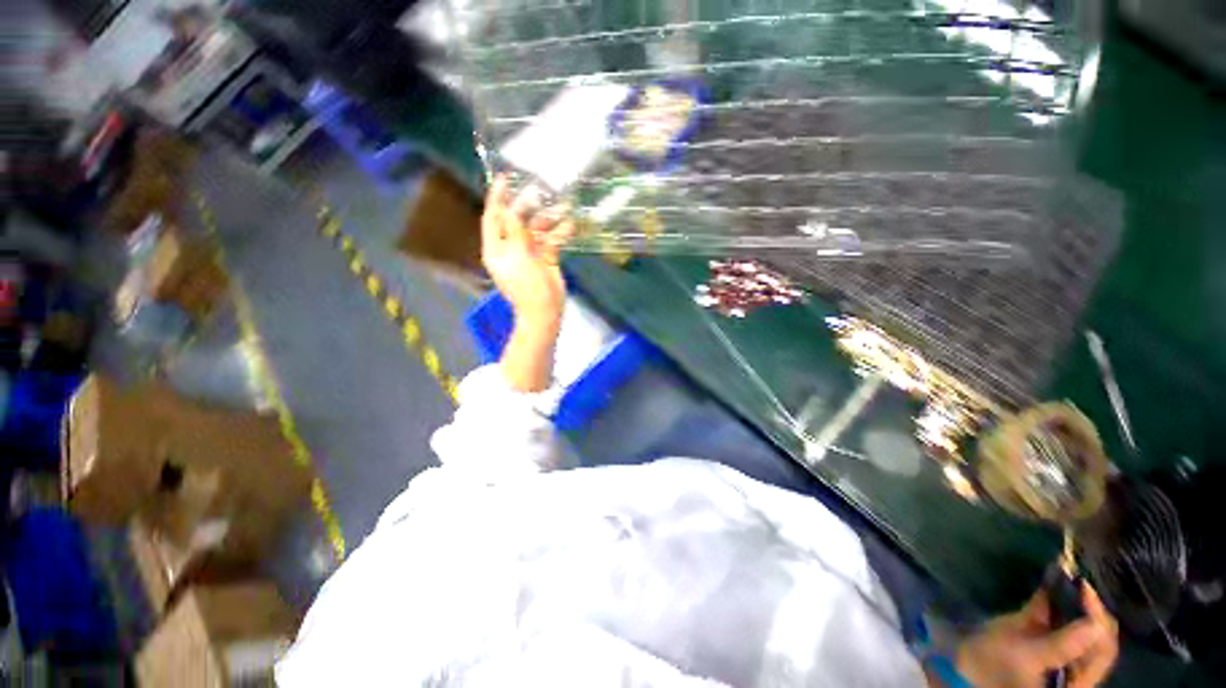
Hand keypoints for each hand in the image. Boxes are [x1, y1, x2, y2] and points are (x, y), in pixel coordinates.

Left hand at [481, 175, 574, 326]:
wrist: (545, 311)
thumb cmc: (527, 285)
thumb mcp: (518, 256)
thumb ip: (515, 230)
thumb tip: (512, 208)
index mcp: (497, 247)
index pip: (493, 217)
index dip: (497, 197)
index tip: (505, 178)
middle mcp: (511, 247)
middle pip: (517, 220)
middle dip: (529, 205)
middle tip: (542, 190)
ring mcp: (530, 252)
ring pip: (538, 229)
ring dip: (550, 218)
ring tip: (564, 205)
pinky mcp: (546, 258)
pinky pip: (552, 240)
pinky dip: (560, 233)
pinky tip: (570, 225)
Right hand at [955, 583, 1118, 687]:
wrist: (964, 660)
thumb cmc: (996, 664)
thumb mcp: (1027, 656)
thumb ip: (1061, 645)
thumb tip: (1095, 623)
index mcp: (1078, 678)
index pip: (1103, 649)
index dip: (1100, 620)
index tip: (1086, 591)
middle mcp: (1076, 664)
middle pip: (1097, 635)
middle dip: (1091, 607)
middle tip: (1079, 581)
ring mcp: (1060, 648)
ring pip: (1081, 622)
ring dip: (1077, 599)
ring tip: (1071, 576)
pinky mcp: (1044, 634)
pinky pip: (1058, 614)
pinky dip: (1058, 596)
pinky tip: (1055, 578)